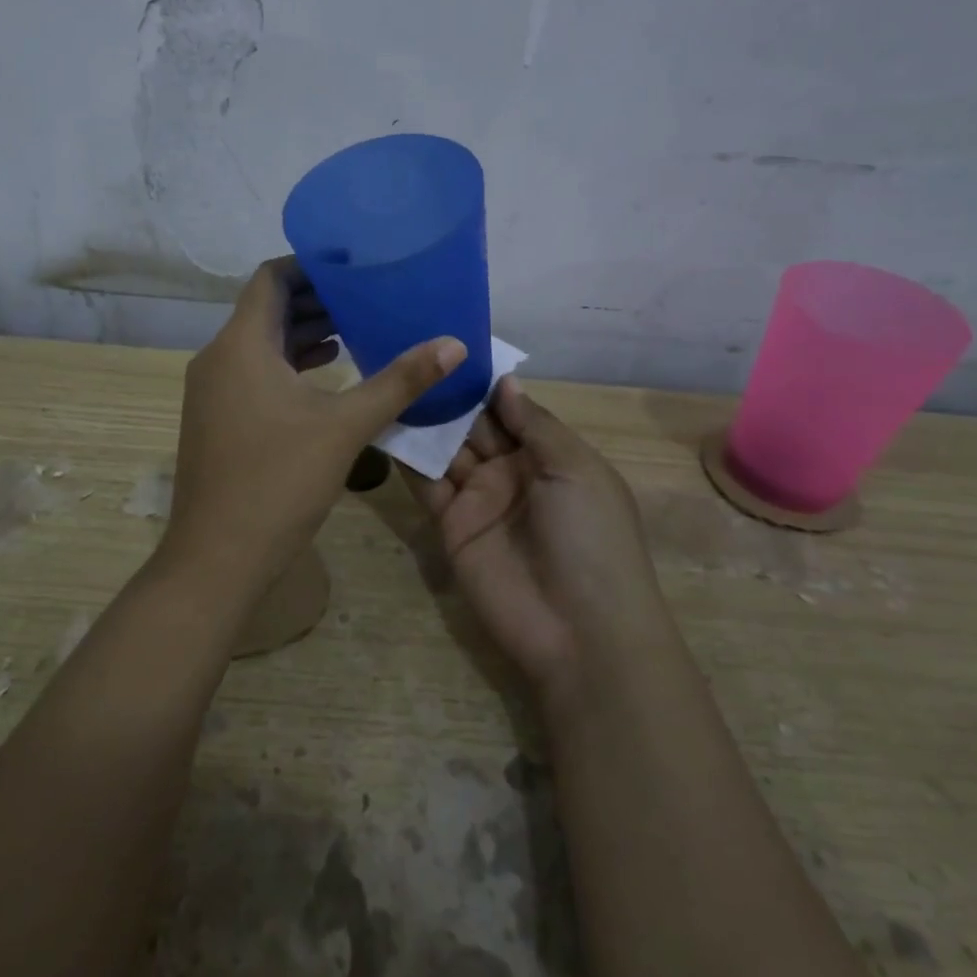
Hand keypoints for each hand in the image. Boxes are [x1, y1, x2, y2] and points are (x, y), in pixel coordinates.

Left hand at [164, 257, 466, 590]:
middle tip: (367, 298)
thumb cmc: (279, 481)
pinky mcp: (215, 418)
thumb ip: (400, 381)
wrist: (217, 557)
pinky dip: (288, 366)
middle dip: (316, 301)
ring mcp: (212, 391)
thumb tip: (454, 344)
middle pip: (267, 310)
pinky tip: (326, 377)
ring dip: (303, 334)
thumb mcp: (346, 427)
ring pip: (260, 344)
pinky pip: (253, 373)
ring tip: (354, 331)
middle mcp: (218, 358)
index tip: (354, 267)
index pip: (272, 279)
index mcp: (241, 345)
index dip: (311, 266)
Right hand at [405, 376, 671, 702]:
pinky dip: (407, 460)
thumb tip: (505, 381)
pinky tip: (385, 424)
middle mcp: (511, 473)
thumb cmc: (591, 537)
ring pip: (446, 451)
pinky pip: (426, 486)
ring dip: (424, 422)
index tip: (451, 346)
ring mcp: (479, 500)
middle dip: (449, 397)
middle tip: (410, 355)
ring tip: (391, 381)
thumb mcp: (577, 470)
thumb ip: (536, 424)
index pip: (510, 410)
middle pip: (474, 426)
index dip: (484, 383)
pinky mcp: (450, 527)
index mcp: (549, 456)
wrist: (580, 630)